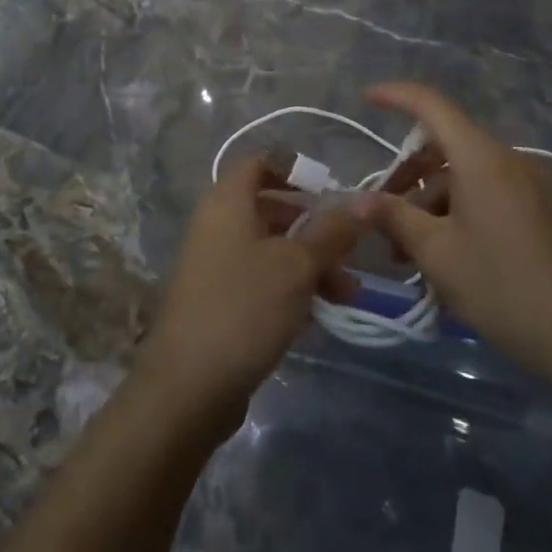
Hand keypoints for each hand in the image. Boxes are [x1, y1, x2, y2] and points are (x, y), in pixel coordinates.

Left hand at [134, 155, 365, 430]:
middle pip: (270, 209)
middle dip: (314, 227)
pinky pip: (259, 280)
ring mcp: (214, 264)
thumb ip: (331, 231)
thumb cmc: (244, 308)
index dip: (294, 169)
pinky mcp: (217, 301)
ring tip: (347, 295)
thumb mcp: (297, 265)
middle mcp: (217, 224)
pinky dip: (289, 289)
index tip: (330, 189)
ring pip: (269, 249)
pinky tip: (316, 317)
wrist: (187, 387)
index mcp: (227, 202)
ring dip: (309, 264)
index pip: (259, 163)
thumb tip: (364, 199)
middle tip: (349, 250)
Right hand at [364, 82, 551, 380]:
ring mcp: (525, 185)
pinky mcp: (535, 211)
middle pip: (444, 145)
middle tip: (378, 210)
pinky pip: (483, 194)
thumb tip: (356, 201)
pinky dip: (454, 212)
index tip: (366, 98)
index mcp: (480, 157)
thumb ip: (393, 217)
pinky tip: (439, 254)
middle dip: (407, 174)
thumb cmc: (499, 285)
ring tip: (404, 251)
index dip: (397, 96)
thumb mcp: (435, 252)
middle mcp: (505, 160)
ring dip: (428, 202)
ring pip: (461, 175)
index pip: (432, 105)